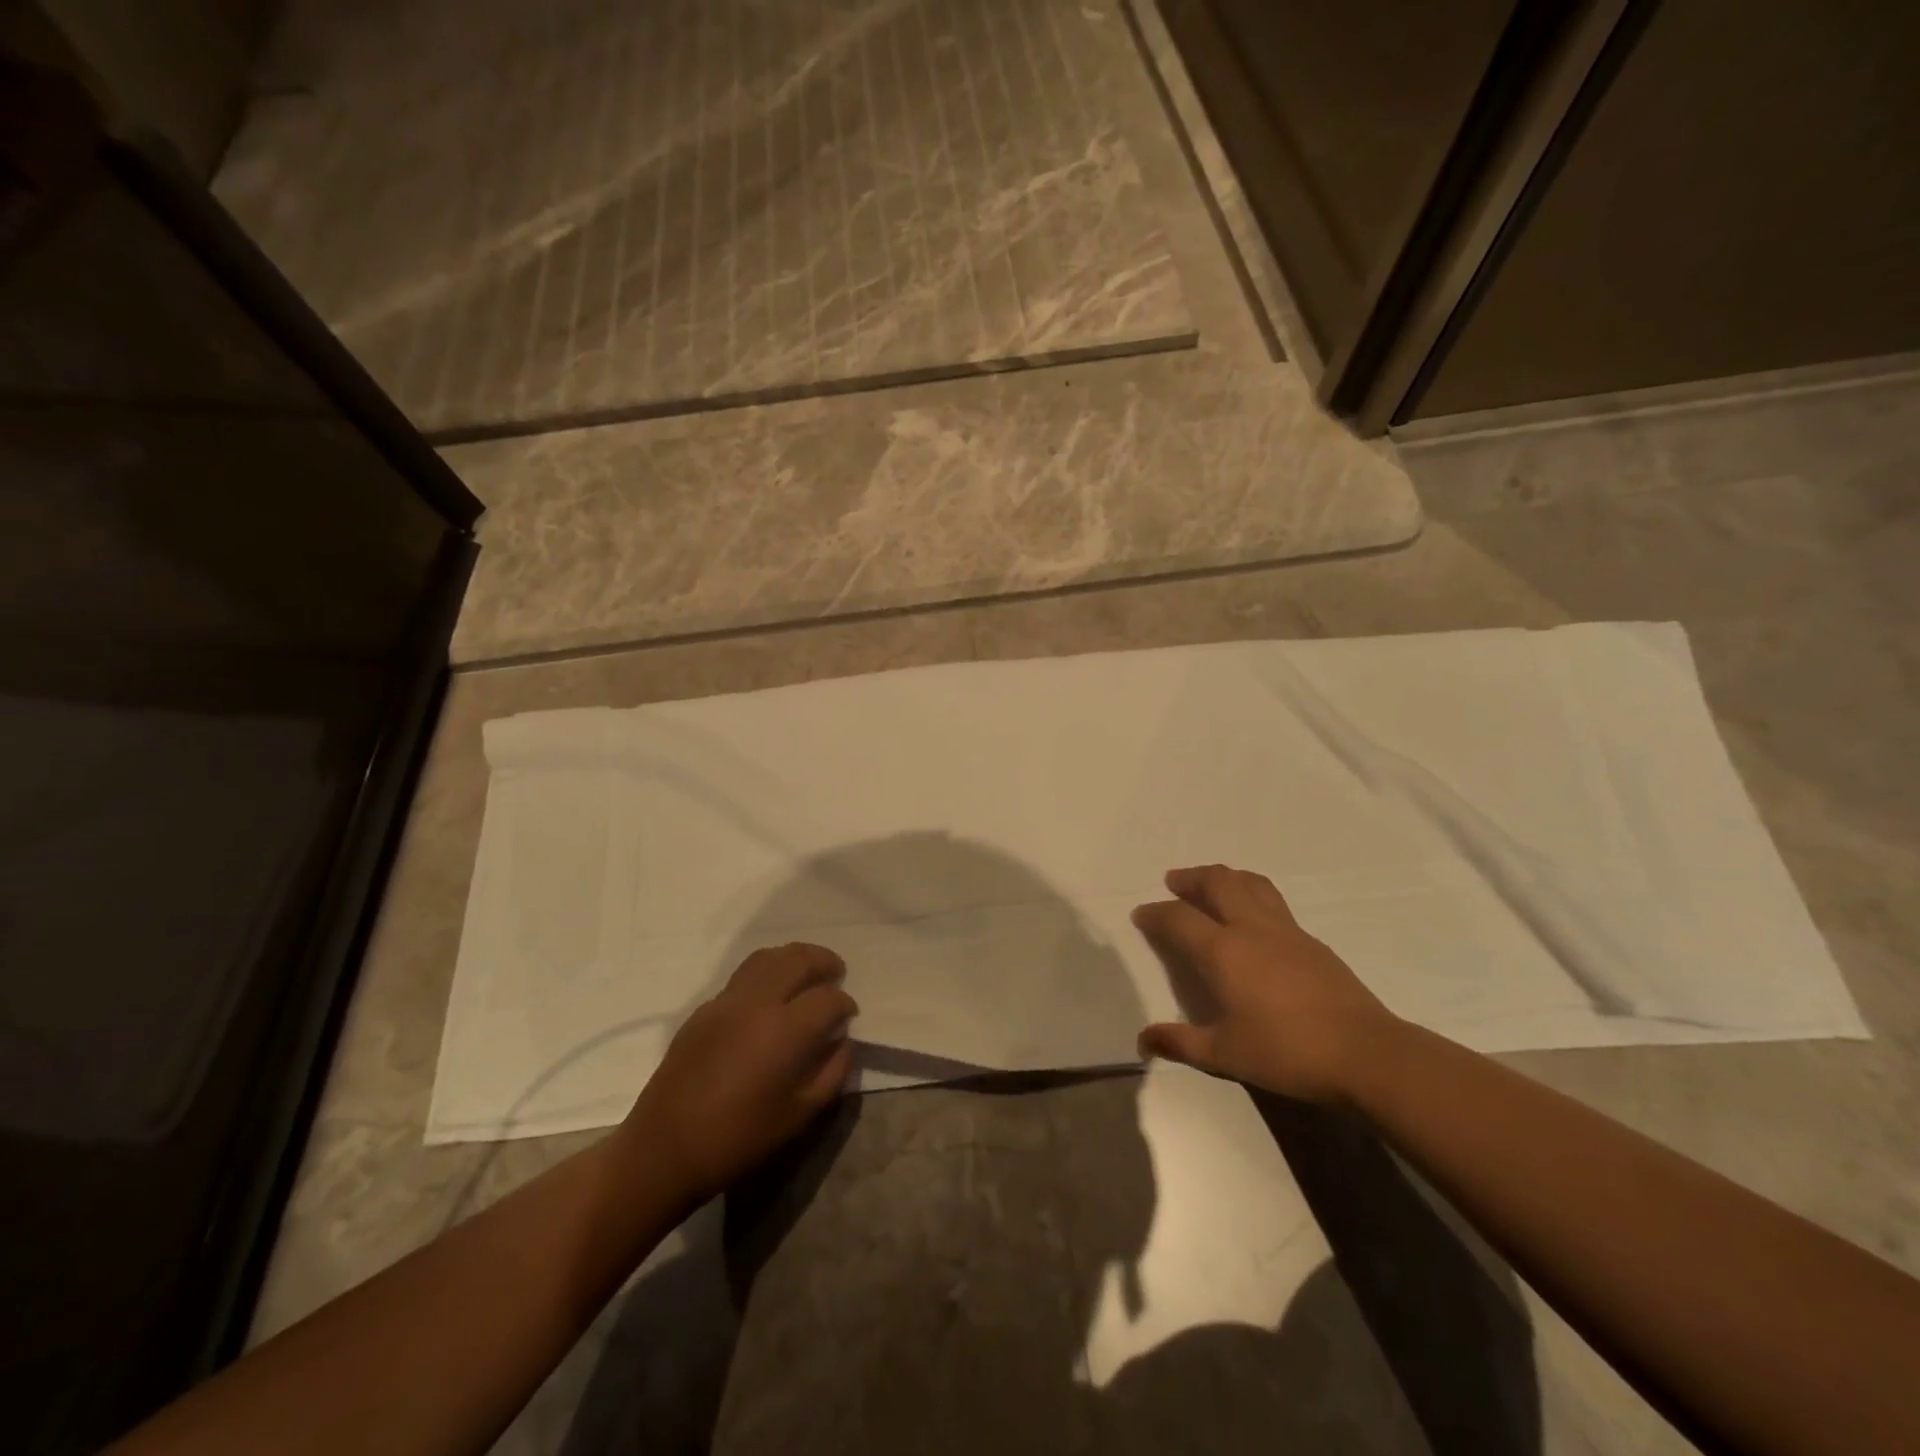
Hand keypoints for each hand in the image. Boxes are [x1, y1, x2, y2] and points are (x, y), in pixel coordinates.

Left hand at [619, 943, 857, 1203]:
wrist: (664, 1150)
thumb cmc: (738, 1139)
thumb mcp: (799, 1116)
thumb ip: (831, 1072)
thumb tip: (841, 1040)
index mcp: (784, 1031)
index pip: (828, 998)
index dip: (845, 1004)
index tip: (849, 1016)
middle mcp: (756, 1004)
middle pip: (797, 960)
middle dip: (823, 962)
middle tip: (836, 973)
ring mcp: (726, 1002)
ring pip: (767, 958)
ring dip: (793, 958)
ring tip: (806, 971)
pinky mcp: (703, 1009)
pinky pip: (743, 977)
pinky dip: (766, 974)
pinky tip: (770, 998)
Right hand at [1133, 864, 1399, 1102]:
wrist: (1366, 1053)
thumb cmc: (1287, 1052)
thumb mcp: (1225, 1055)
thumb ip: (1180, 1043)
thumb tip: (1143, 1040)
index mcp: (1223, 951)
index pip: (1179, 918)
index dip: (1156, 913)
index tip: (1142, 915)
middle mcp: (1251, 928)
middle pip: (1217, 882)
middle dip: (1191, 878)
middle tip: (1174, 882)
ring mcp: (1286, 930)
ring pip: (1250, 883)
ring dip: (1224, 877)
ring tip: (1212, 885)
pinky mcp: (1311, 940)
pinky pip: (1272, 901)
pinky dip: (1251, 894)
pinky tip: (1253, 918)